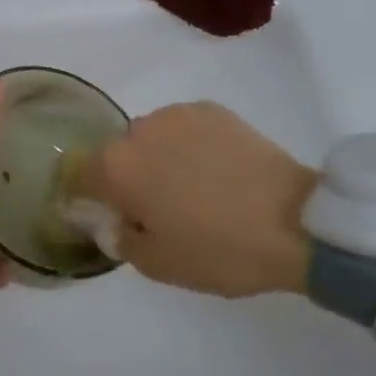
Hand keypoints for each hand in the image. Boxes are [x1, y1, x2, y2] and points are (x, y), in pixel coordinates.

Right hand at [72, 102, 315, 297]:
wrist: (297, 223)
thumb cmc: (220, 250)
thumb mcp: (160, 265)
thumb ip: (121, 240)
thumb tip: (113, 222)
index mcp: (117, 168)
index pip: (78, 174)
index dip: (86, 196)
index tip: (108, 216)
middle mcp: (138, 130)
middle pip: (117, 154)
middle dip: (128, 178)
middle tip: (158, 210)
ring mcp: (176, 115)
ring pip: (151, 138)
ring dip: (159, 158)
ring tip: (193, 188)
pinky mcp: (211, 110)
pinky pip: (183, 128)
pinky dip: (189, 146)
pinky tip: (216, 171)